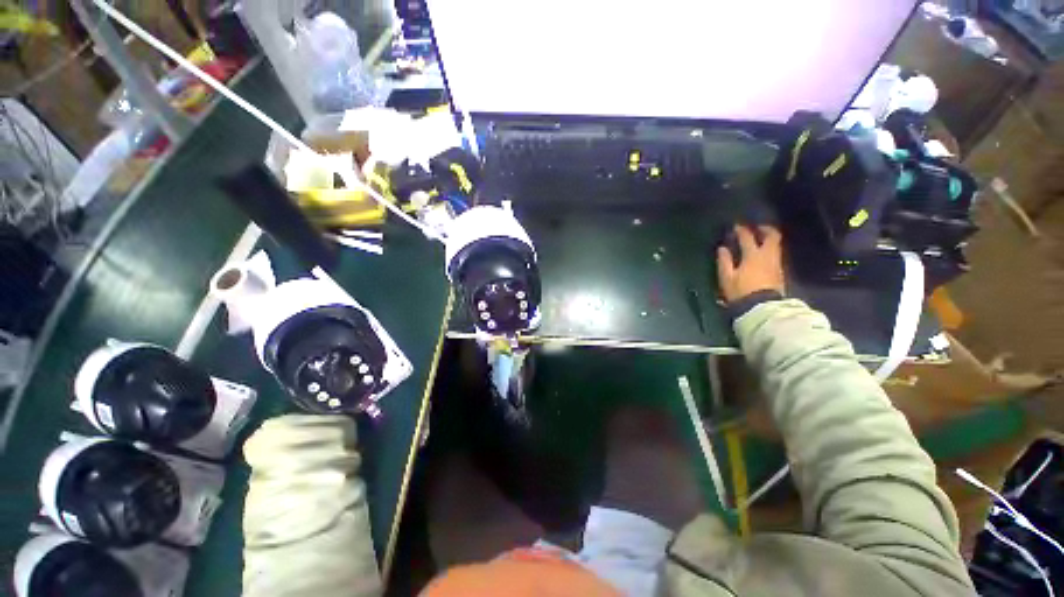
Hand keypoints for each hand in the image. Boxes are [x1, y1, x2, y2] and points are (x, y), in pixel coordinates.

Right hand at [716, 225, 784, 303]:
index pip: (747, 237)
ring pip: (776, 245)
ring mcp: (776, 263)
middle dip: (764, 229)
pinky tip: (763, 254)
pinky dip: (770, 249)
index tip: (736, 226)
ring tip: (760, 239)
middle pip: (772, 236)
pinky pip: (776, 254)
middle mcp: (767, 256)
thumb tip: (722, 248)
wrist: (762, 307)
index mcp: (753, 255)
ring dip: (768, 239)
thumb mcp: (727, 277)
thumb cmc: (741, 291)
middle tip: (756, 228)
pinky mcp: (779, 272)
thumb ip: (724, 261)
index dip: (741, 230)